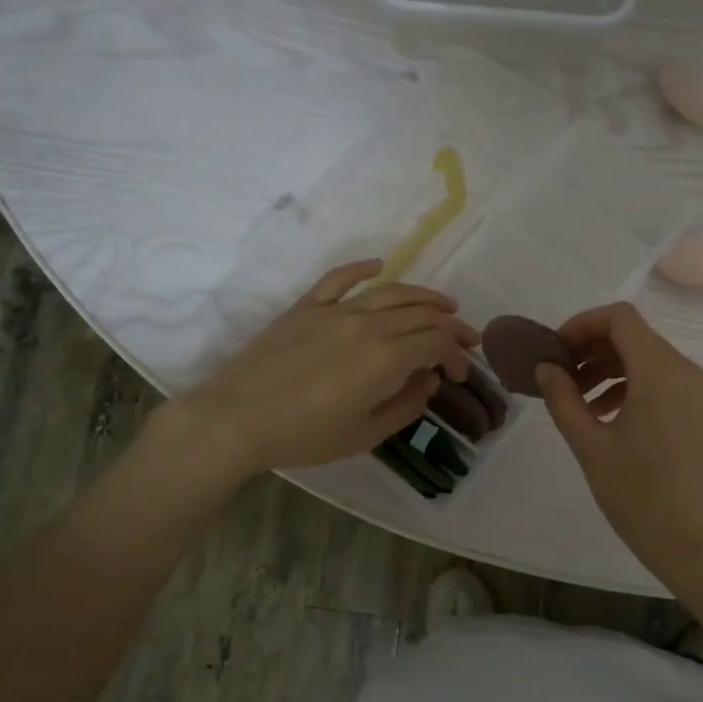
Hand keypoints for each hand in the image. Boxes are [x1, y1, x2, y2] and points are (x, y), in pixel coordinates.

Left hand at [171, 260, 477, 476]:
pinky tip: (379, 265)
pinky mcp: (306, 307)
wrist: (235, 419)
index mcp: (386, 358)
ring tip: (443, 304)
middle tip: (466, 338)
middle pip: (422, 313)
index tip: (458, 374)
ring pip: (391, 292)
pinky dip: (363, 268)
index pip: (437, 343)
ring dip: (423, 295)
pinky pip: (340, 278)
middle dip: (451, 325)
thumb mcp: (365, 434)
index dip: (456, 356)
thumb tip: (427, 379)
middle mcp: (368, 324)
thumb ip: (406, 405)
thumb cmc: (304, 436)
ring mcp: (335, 310)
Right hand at [535, 302, 702, 583]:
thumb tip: (546, 368)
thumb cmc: (638, 494)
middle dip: (593, 347)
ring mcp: (700, 392)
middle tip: (560, 376)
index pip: (620, 318)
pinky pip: (665, 381)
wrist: (693, 542)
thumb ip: (563, 399)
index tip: (556, 351)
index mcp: (660, 373)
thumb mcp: (590, 446)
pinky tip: (607, 415)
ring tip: (578, 400)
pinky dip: (633, 385)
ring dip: (611, 368)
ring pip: (649, 359)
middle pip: (635, 336)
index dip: (582, 324)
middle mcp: (686, 372)